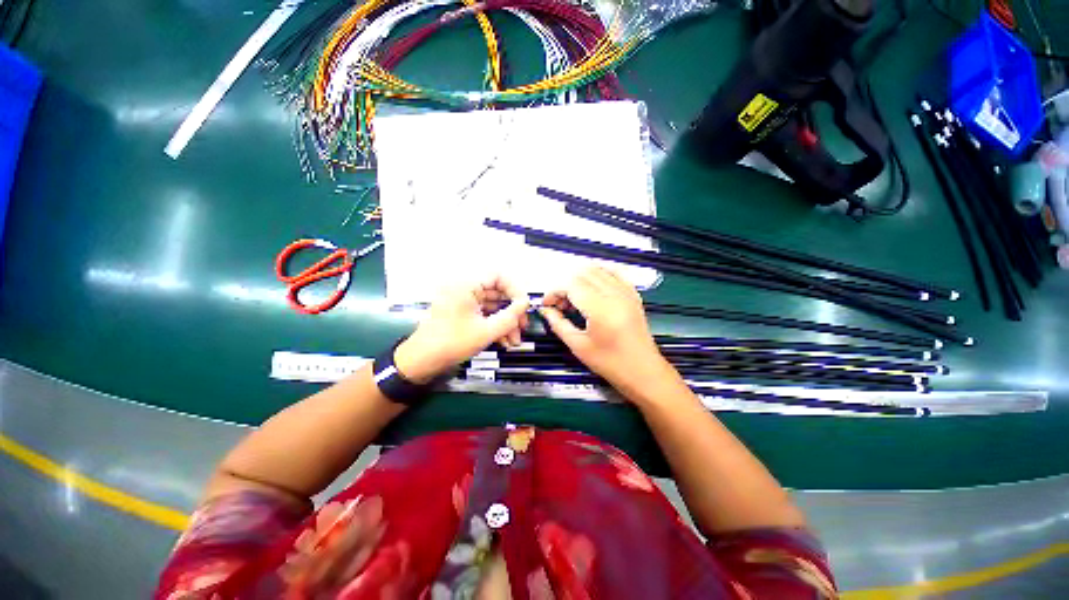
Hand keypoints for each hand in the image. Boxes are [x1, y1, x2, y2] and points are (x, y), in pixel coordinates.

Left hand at [394, 276, 529, 383]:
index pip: (498, 276)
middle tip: (523, 327)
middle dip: (512, 311)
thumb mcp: (486, 331)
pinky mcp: (462, 313)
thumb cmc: (452, 342)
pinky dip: (495, 325)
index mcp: (467, 285)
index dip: (515, 290)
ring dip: (505, 322)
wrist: (421, 361)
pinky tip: (504, 341)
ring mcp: (463, 301)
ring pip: (492, 306)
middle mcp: (465, 288)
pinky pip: (484, 314)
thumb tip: (525, 303)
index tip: (524, 306)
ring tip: (514, 341)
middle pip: (497, 293)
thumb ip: (510, 316)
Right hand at [538, 266, 673, 396]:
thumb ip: (558, 324)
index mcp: (600, 309)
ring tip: (574, 298)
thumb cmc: (612, 363)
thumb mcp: (579, 346)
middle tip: (559, 304)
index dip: (554, 291)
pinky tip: (591, 286)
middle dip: (564, 285)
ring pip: (596, 269)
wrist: (643, 371)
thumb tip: (546, 311)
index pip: (570, 284)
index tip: (547, 304)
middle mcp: (614, 295)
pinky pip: (613, 272)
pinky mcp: (632, 294)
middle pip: (581, 273)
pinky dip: (598, 274)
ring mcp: (625, 292)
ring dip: (579, 279)